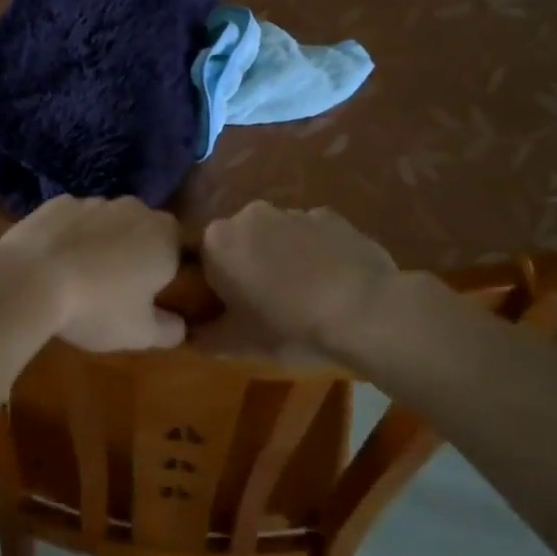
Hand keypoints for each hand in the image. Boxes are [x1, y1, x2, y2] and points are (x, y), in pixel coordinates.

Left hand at [0, 196, 186, 352]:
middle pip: (146, 231)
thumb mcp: (139, 333)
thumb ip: (169, 330)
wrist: (28, 279)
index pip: (184, 249)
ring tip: (83, 276)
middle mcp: (135, 209)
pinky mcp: (58, 202)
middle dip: (138, 253)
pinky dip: (72, 235)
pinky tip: (56, 261)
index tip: (156, 294)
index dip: (173, 270)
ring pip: (109, 222)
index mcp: (165, 238)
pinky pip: (75, 220)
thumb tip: (180, 327)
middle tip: (120, 288)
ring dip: (104, 242)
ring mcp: (94, 201)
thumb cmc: (96, 307)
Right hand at [198, 202, 409, 362]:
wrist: (366, 313)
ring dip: (282, 257)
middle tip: (265, 304)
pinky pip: (311, 234)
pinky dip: (315, 252)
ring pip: (276, 235)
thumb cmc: (290, 328)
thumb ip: (204, 337)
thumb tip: (190, 334)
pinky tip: (331, 282)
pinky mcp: (332, 216)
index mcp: (218, 241)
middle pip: (239, 241)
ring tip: (304, 295)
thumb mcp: (238, 345)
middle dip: (248, 265)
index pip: (202, 259)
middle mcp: (250, 214)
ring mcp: (294, 211)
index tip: (230, 310)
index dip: (214, 285)